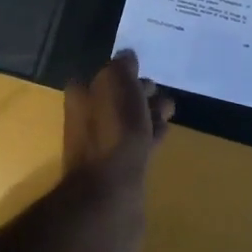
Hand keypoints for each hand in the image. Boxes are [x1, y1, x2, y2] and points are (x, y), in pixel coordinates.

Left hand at [59, 50, 172, 251]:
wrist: (111, 195)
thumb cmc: (112, 132)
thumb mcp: (116, 84)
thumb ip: (121, 68)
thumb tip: (126, 57)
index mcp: (80, 99)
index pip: (99, 77)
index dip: (121, 72)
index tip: (142, 69)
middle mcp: (86, 122)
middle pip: (115, 101)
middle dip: (137, 93)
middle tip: (161, 89)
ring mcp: (102, 150)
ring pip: (128, 124)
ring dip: (148, 114)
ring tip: (171, 109)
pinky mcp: (119, 173)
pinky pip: (137, 146)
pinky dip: (151, 137)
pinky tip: (166, 133)